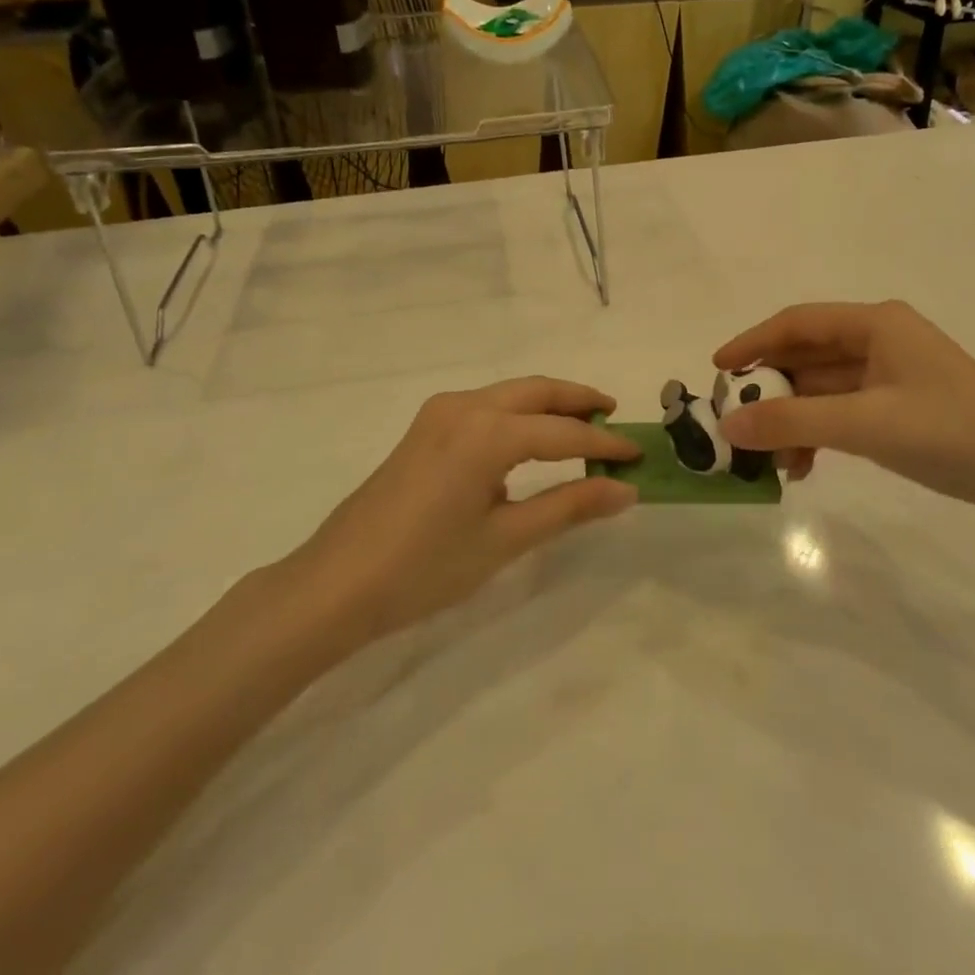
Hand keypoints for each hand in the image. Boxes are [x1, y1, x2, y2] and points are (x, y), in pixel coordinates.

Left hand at [281, 378, 640, 644]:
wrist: (335, 584)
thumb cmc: (424, 568)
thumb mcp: (505, 539)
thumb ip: (568, 507)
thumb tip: (625, 490)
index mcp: (487, 432)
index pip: (563, 432)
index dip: (604, 444)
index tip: (638, 456)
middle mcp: (465, 406)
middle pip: (537, 390)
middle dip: (579, 400)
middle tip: (615, 418)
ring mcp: (440, 412)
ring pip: (510, 393)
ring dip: (549, 403)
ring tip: (583, 425)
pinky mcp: (426, 426)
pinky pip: (487, 405)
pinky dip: (519, 412)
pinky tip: (531, 439)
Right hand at [713, 301, 974, 519]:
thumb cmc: (949, 432)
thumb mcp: (864, 424)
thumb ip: (792, 421)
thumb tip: (726, 426)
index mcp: (875, 323)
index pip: (797, 323)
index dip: (752, 343)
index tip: (716, 370)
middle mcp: (880, 339)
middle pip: (807, 356)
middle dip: (771, 391)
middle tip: (736, 422)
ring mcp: (891, 374)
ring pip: (823, 389)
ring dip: (794, 420)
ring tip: (772, 462)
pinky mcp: (900, 406)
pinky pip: (843, 411)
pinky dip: (820, 434)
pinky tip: (805, 466)